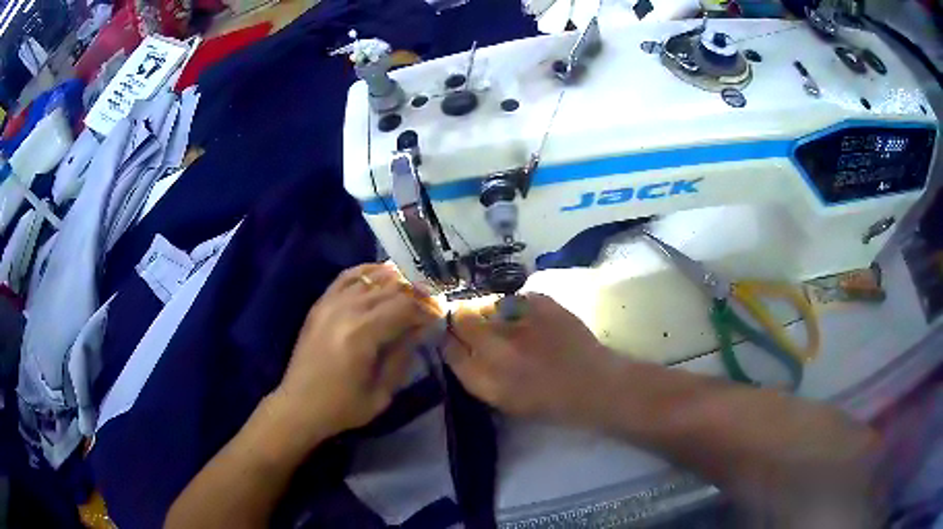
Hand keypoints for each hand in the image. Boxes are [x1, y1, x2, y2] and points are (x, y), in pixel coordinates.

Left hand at [272, 263, 441, 444]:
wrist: (299, 406)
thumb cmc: (343, 406)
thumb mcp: (382, 392)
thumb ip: (402, 355)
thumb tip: (420, 329)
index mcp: (362, 333)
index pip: (404, 306)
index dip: (426, 309)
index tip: (439, 317)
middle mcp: (346, 310)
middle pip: (390, 288)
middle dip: (416, 293)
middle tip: (430, 302)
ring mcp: (330, 303)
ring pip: (370, 278)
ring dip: (395, 280)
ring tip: (412, 289)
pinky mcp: (320, 304)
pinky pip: (346, 277)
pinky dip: (366, 271)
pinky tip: (382, 274)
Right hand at [443, 293, 618, 421]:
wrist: (595, 384)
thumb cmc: (549, 402)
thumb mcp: (502, 401)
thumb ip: (475, 374)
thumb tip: (456, 346)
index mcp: (485, 380)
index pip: (449, 348)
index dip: (450, 340)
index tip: (455, 339)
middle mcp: (497, 349)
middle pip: (461, 319)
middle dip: (462, 319)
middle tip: (474, 324)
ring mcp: (520, 322)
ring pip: (485, 303)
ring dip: (487, 310)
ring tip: (504, 321)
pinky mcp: (541, 302)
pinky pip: (512, 297)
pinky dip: (514, 305)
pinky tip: (528, 318)